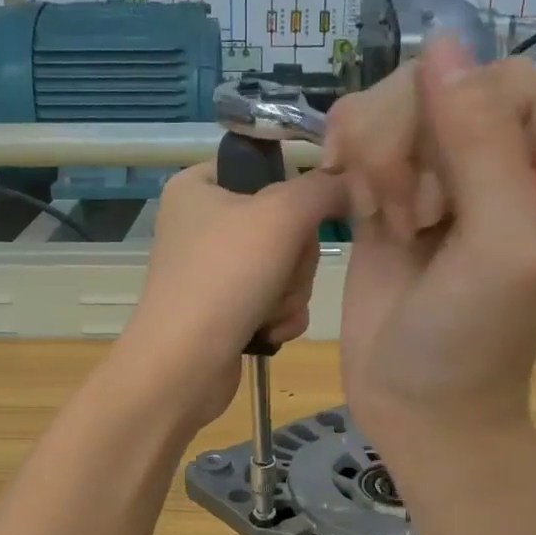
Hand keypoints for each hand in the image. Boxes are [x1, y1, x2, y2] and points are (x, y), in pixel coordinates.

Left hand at [117, 161, 346, 428]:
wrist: (184, 366)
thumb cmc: (225, 277)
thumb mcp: (281, 214)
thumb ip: (324, 188)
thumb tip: (352, 183)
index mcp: (199, 186)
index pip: (265, 168)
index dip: (295, 193)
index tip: (306, 216)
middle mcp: (203, 224)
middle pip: (284, 224)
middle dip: (295, 259)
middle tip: (278, 274)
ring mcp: (213, 271)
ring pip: (286, 267)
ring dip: (290, 292)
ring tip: (266, 310)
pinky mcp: (225, 310)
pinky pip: (275, 301)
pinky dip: (279, 316)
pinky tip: (266, 331)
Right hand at [332, 39, 535, 451]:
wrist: (417, 406)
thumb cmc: (472, 340)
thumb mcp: (502, 246)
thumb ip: (483, 145)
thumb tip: (444, 43)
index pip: (505, 84)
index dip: (457, 121)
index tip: (437, 201)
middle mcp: (502, 165)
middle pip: (441, 88)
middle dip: (407, 147)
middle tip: (405, 219)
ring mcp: (442, 178)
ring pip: (393, 104)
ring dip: (374, 159)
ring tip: (381, 220)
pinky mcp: (391, 194)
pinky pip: (362, 135)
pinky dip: (348, 161)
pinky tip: (355, 206)